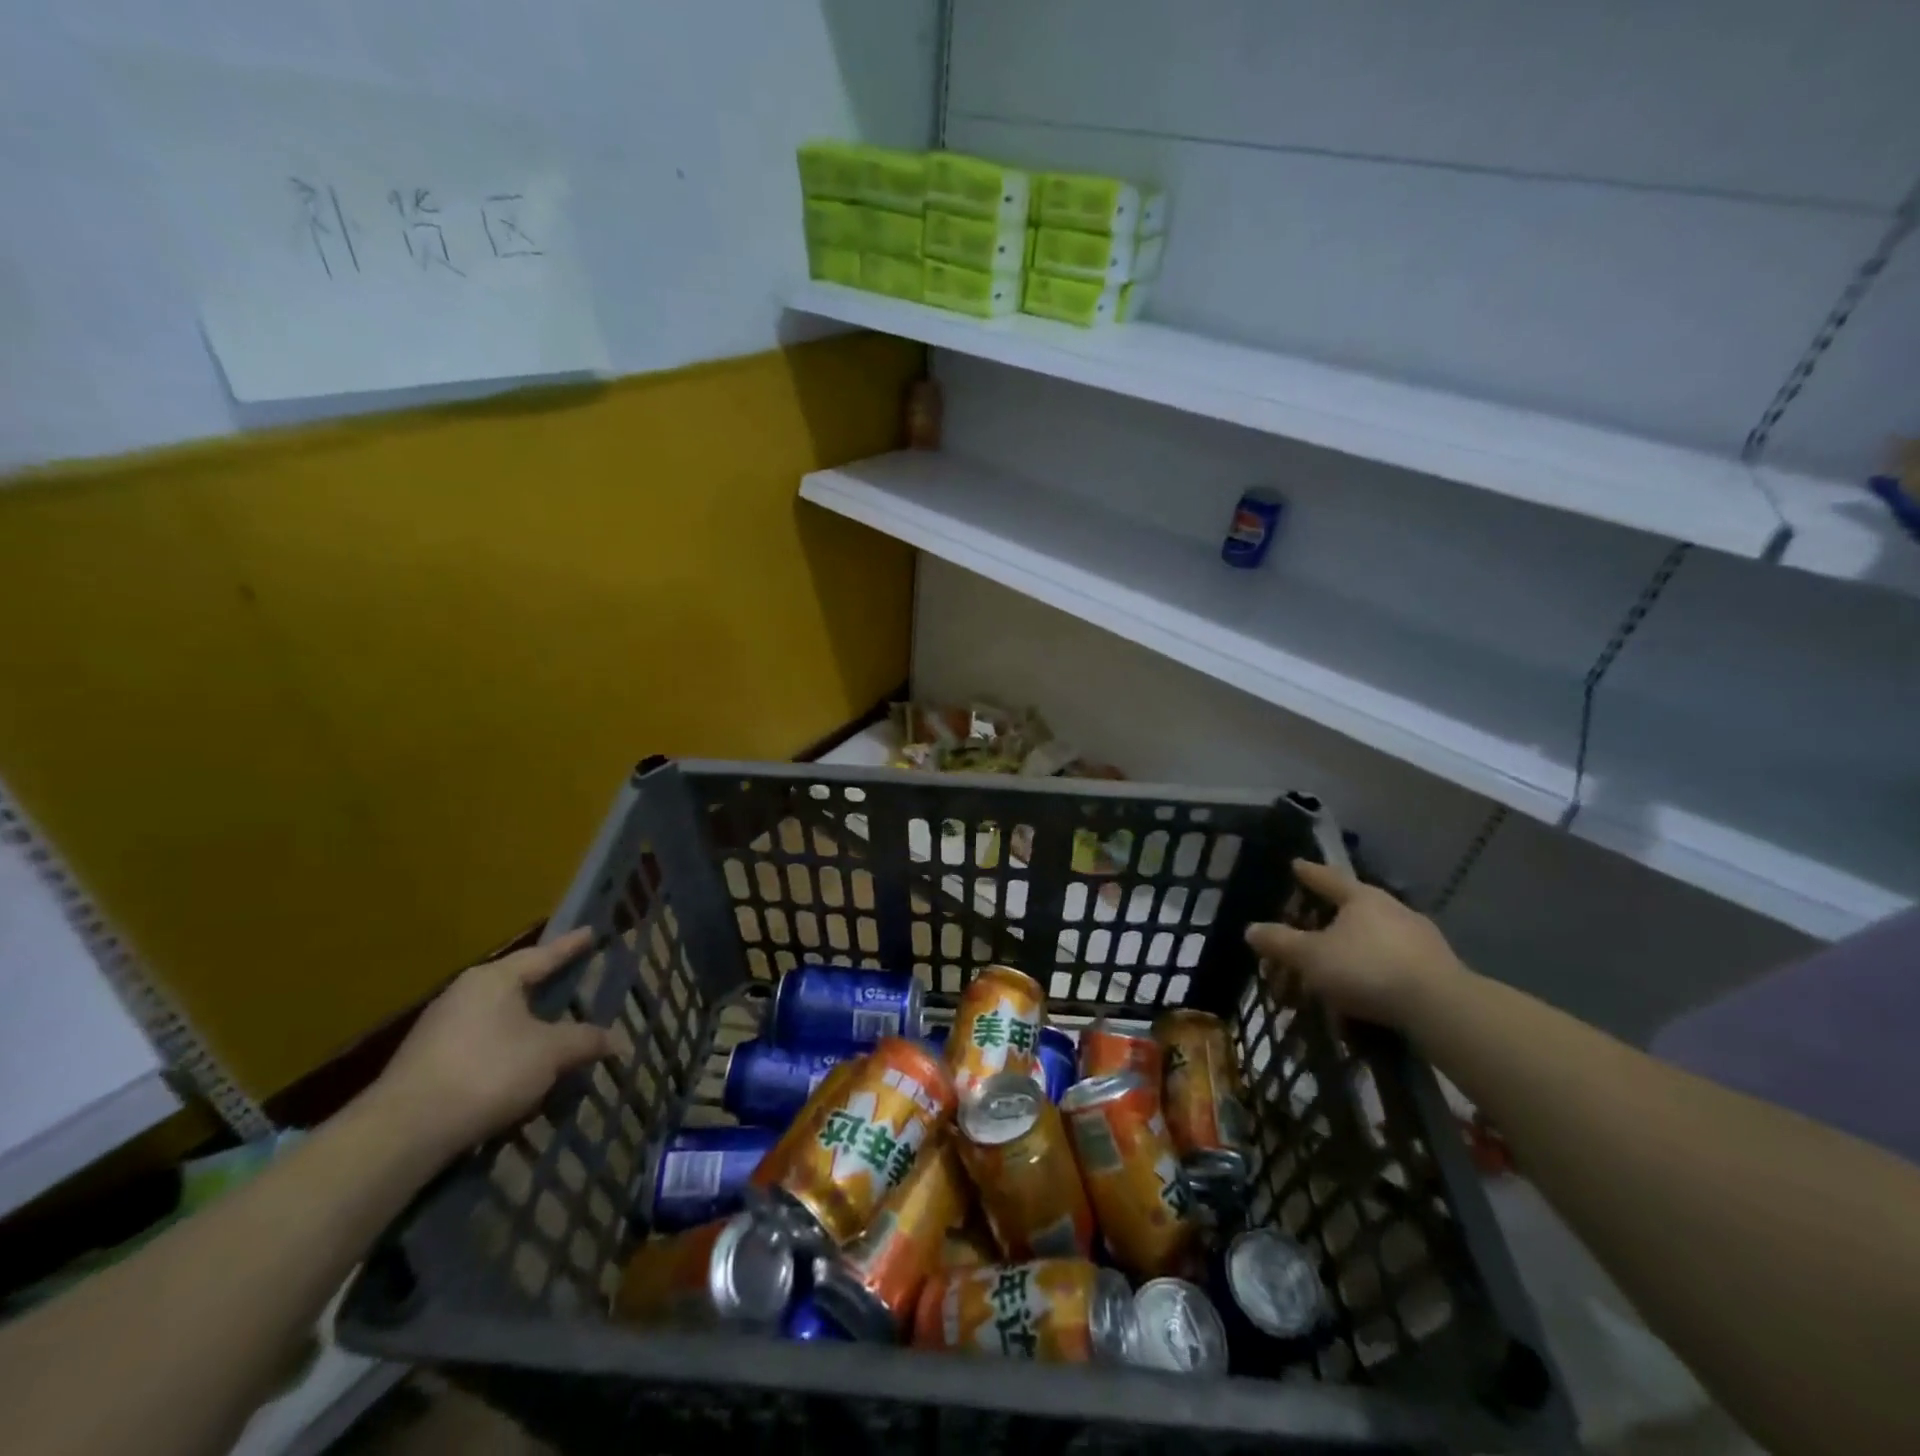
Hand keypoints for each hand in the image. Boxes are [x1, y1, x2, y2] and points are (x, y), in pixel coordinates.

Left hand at [370, 928, 615, 1159]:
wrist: (403, 1132)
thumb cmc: (487, 1073)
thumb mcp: (550, 1053)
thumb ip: (585, 1041)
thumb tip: (617, 1039)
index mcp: (494, 979)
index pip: (543, 955)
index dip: (570, 946)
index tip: (591, 932)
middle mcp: (464, 994)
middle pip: (517, 984)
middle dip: (546, 986)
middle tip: (573, 980)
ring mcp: (440, 1028)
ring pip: (498, 1017)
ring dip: (526, 1024)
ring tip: (552, 1031)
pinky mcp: (427, 1062)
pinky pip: (480, 1044)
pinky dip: (505, 1050)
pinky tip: (519, 1069)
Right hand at [1245, 860, 1467, 1029]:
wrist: (1442, 1008)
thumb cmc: (1367, 969)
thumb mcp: (1312, 957)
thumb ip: (1281, 942)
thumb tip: (1251, 929)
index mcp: (1362, 898)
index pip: (1328, 878)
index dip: (1309, 873)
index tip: (1296, 864)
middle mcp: (1393, 910)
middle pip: (1355, 906)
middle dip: (1331, 915)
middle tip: (1311, 922)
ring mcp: (1420, 939)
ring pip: (1376, 936)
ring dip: (1354, 947)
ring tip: (1335, 964)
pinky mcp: (1437, 969)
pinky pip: (1393, 963)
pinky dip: (1374, 970)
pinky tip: (1364, 989)